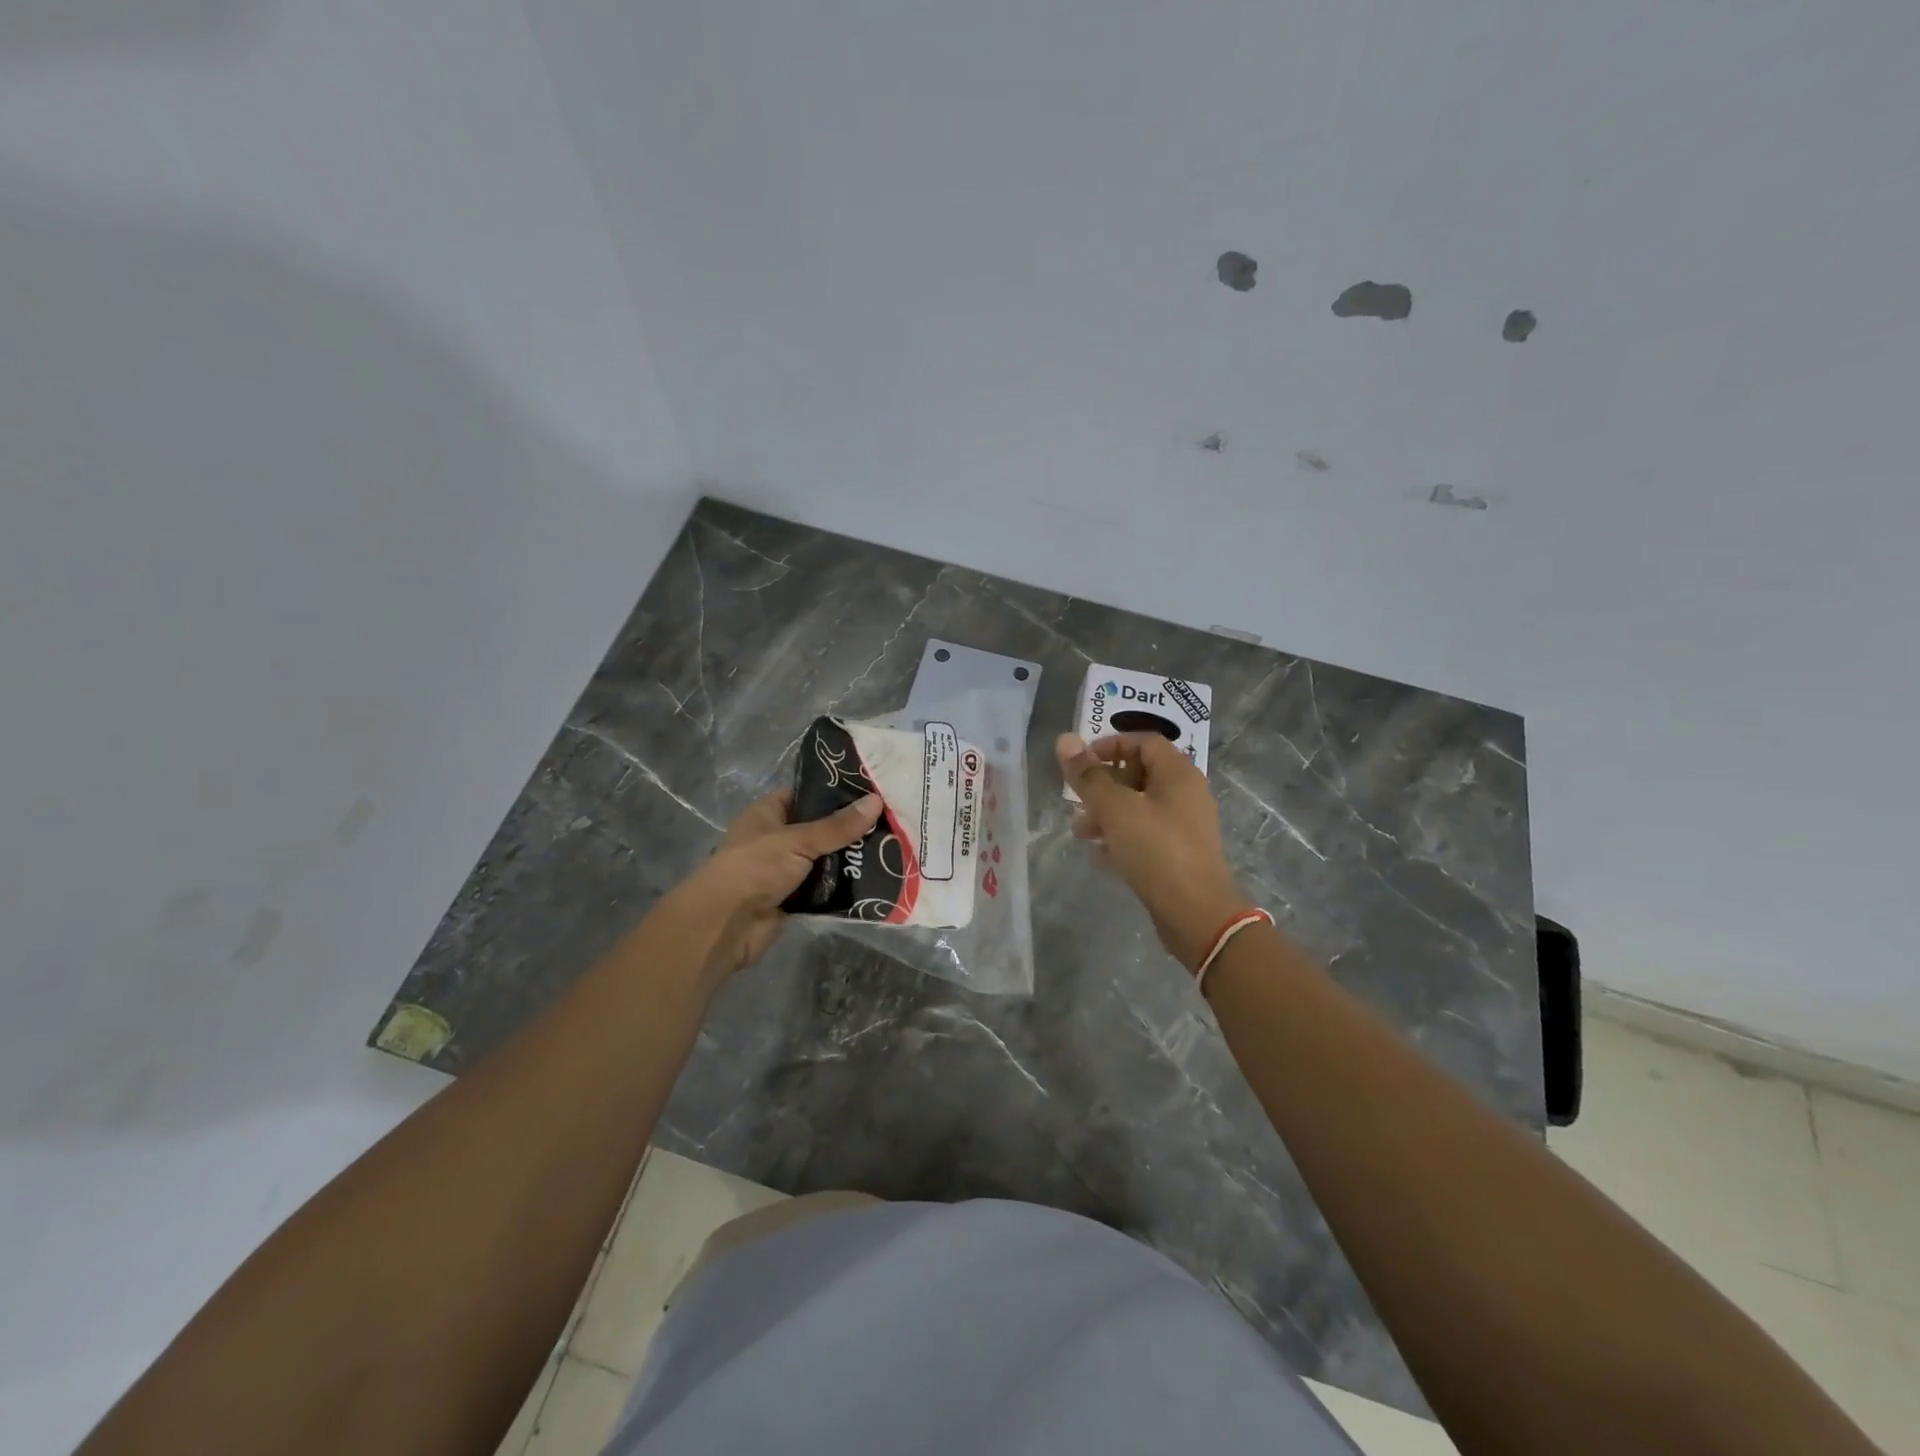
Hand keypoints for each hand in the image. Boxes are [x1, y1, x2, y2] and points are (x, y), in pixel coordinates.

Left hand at [674, 788, 882, 979]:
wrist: (726, 925)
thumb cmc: (755, 868)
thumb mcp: (798, 840)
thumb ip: (838, 826)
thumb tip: (876, 801)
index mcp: (769, 813)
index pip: (807, 793)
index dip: (836, 790)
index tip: (872, 788)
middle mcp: (777, 838)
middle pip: (821, 828)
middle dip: (851, 828)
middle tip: (891, 819)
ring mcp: (786, 869)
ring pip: (826, 859)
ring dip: (851, 859)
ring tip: (892, 847)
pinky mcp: (795, 898)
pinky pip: (826, 888)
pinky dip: (845, 886)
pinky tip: (877, 878)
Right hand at [1057, 732, 1251, 970]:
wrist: (1196, 913)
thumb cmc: (1156, 850)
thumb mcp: (1115, 809)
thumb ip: (1088, 775)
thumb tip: (1065, 739)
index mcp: (1178, 773)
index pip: (1144, 741)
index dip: (1110, 745)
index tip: (1082, 762)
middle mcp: (1186, 793)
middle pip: (1140, 774)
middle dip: (1104, 785)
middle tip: (1078, 801)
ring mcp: (1185, 825)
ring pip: (1140, 807)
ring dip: (1107, 814)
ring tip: (1081, 833)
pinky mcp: (1180, 854)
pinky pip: (1146, 834)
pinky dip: (1122, 838)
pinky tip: (1100, 856)